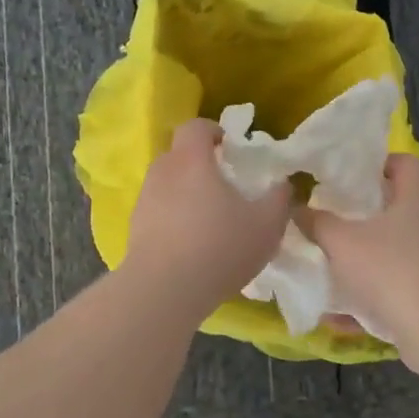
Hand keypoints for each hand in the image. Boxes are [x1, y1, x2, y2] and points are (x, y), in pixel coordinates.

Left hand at [120, 118, 291, 320]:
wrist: (165, 290)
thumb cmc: (219, 247)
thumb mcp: (267, 225)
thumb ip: (279, 198)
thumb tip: (283, 184)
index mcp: (191, 160)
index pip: (195, 127)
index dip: (213, 131)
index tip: (230, 147)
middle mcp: (162, 172)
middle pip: (178, 154)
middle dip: (200, 163)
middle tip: (224, 185)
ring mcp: (144, 200)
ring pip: (167, 184)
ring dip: (185, 192)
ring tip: (208, 218)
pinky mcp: (135, 228)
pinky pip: (158, 211)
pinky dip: (173, 218)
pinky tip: (191, 244)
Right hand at [302, 153, 418, 366]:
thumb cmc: (388, 267)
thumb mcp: (341, 241)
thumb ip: (317, 223)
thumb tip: (296, 208)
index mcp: (418, 198)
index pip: (406, 163)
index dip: (380, 163)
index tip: (350, 174)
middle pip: (402, 208)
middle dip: (367, 214)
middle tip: (335, 217)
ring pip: (399, 251)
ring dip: (369, 257)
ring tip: (334, 264)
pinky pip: (399, 288)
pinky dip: (372, 296)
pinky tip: (340, 314)